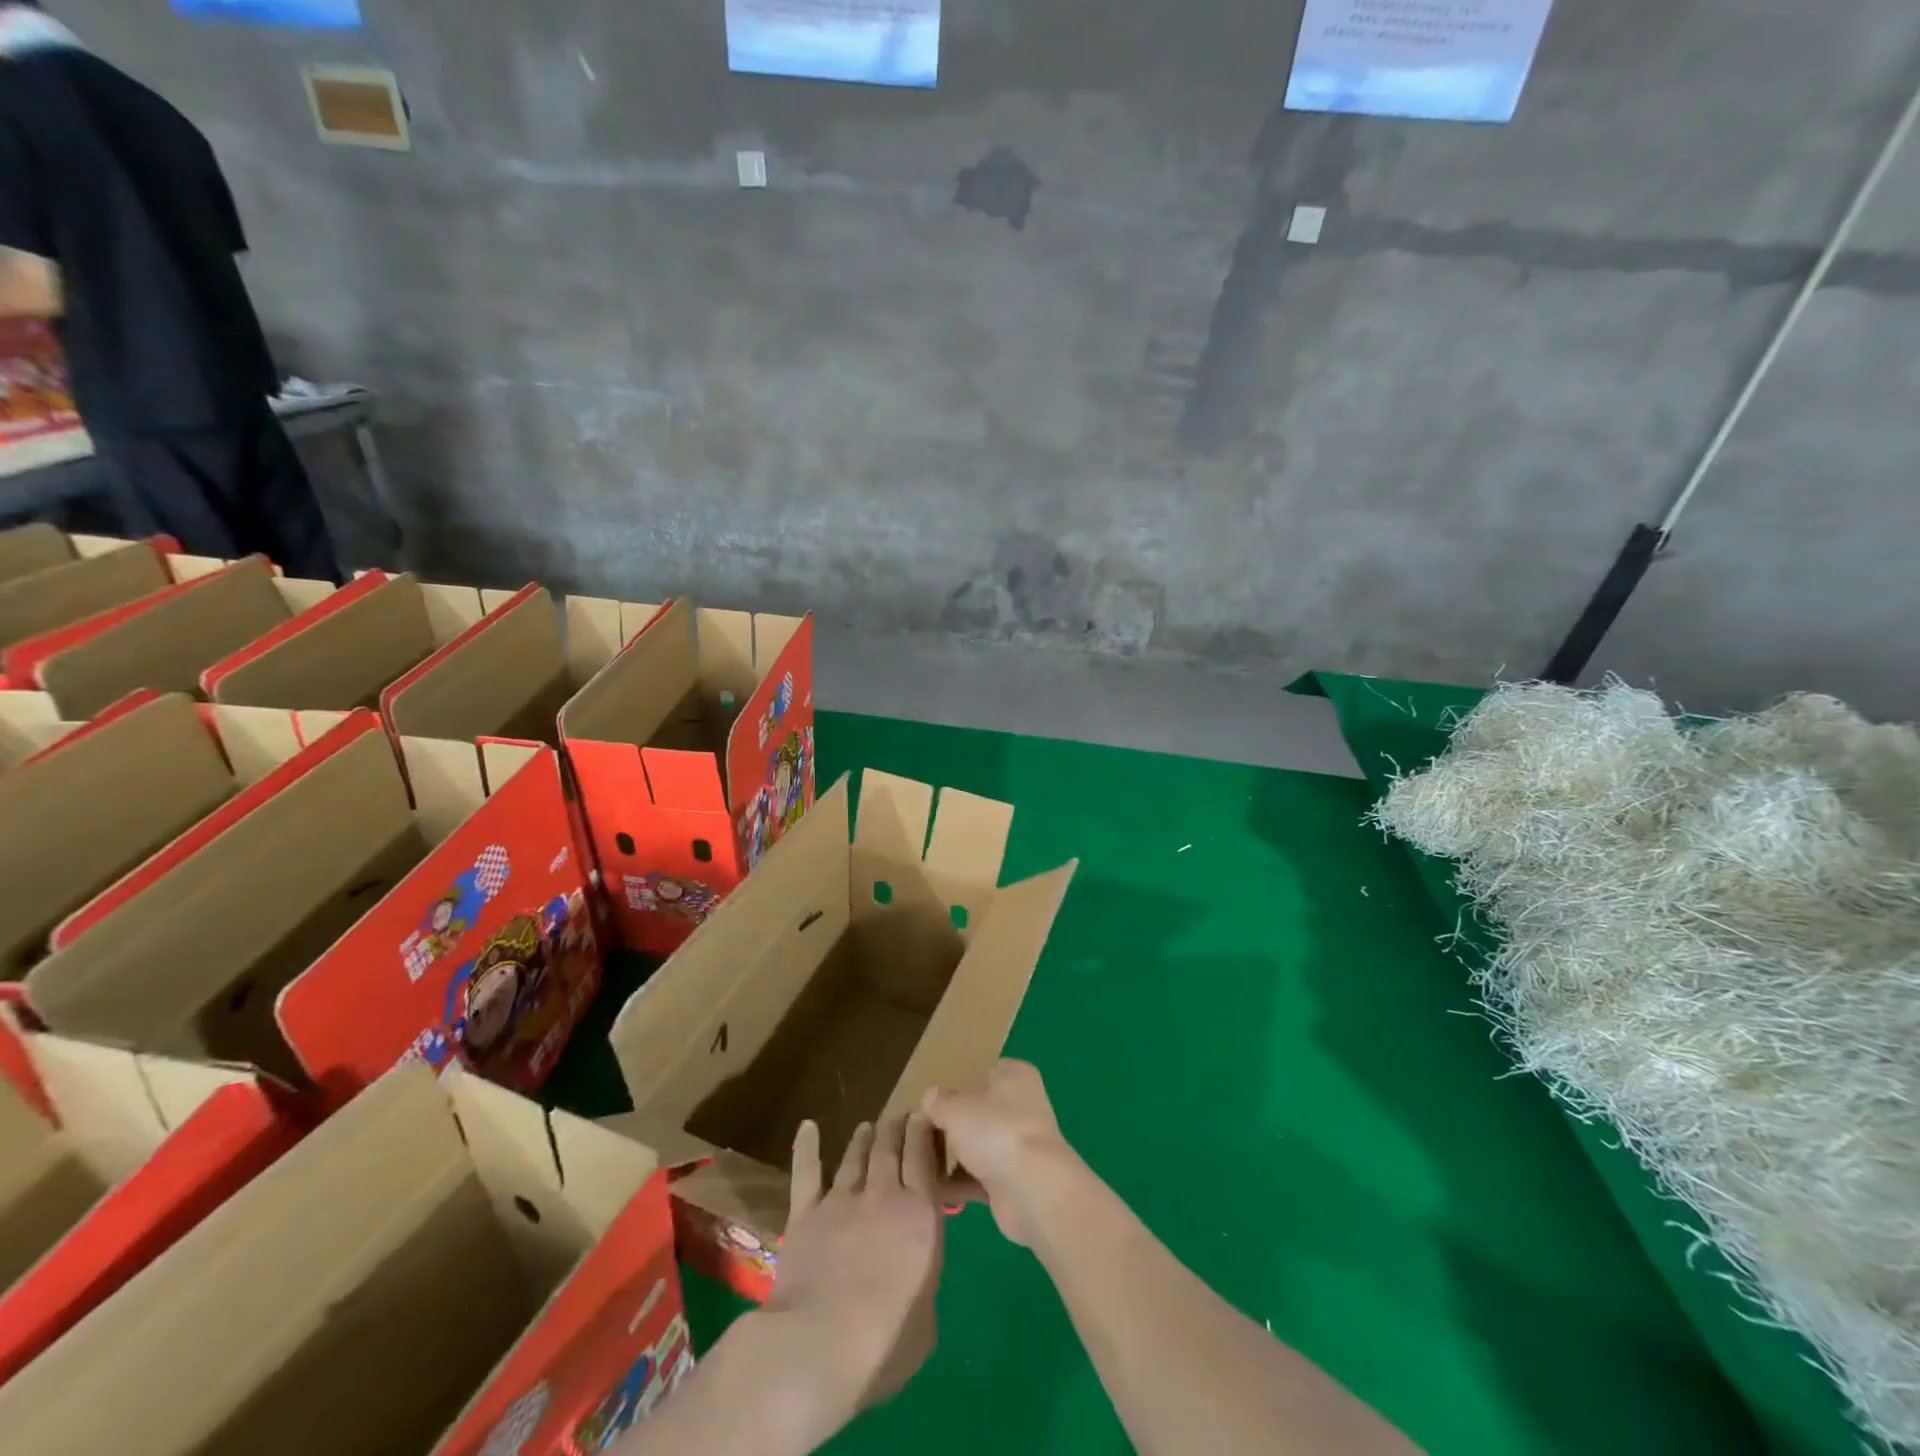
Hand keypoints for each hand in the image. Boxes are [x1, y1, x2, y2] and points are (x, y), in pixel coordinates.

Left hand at [761, 1117, 945, 1428]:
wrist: (818, 1347)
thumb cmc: (884, 1346)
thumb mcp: (926, 1324)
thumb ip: (924, 1288)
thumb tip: (916, 1283)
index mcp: (921, 1215)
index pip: (923, 1157)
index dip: (923, 1131)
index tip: (924, 1116)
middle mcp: (883, 1196)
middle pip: (890, 1147)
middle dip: (896, 1128)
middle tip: (899, 1118)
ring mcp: (841, 1201)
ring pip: (855, 1155)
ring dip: (864, 1137)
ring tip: (868, 1126)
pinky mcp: (805, 1214)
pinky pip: (807, 1172)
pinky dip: (806, 1147)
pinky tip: (807, 1126)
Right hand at [923, 1060, 1079, 1246]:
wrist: (1034, 1192)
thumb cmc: (997, 1132)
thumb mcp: (955, 1108)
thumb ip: (938, 1101)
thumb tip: (930, 1099)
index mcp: (1015, 1076)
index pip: (983, 1071)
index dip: (958, 1082)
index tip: (931, 1098)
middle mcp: (1022, 1106)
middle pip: (979, 1110)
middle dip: (952, 1122)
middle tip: (921, 1130)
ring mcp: (1020, 1145)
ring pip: (978, 1144)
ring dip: (954, 1155)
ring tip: (920, 1159)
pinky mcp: (1015, 1180)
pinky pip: (980, 1176)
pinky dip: (960, 1182)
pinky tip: (932, 1187)